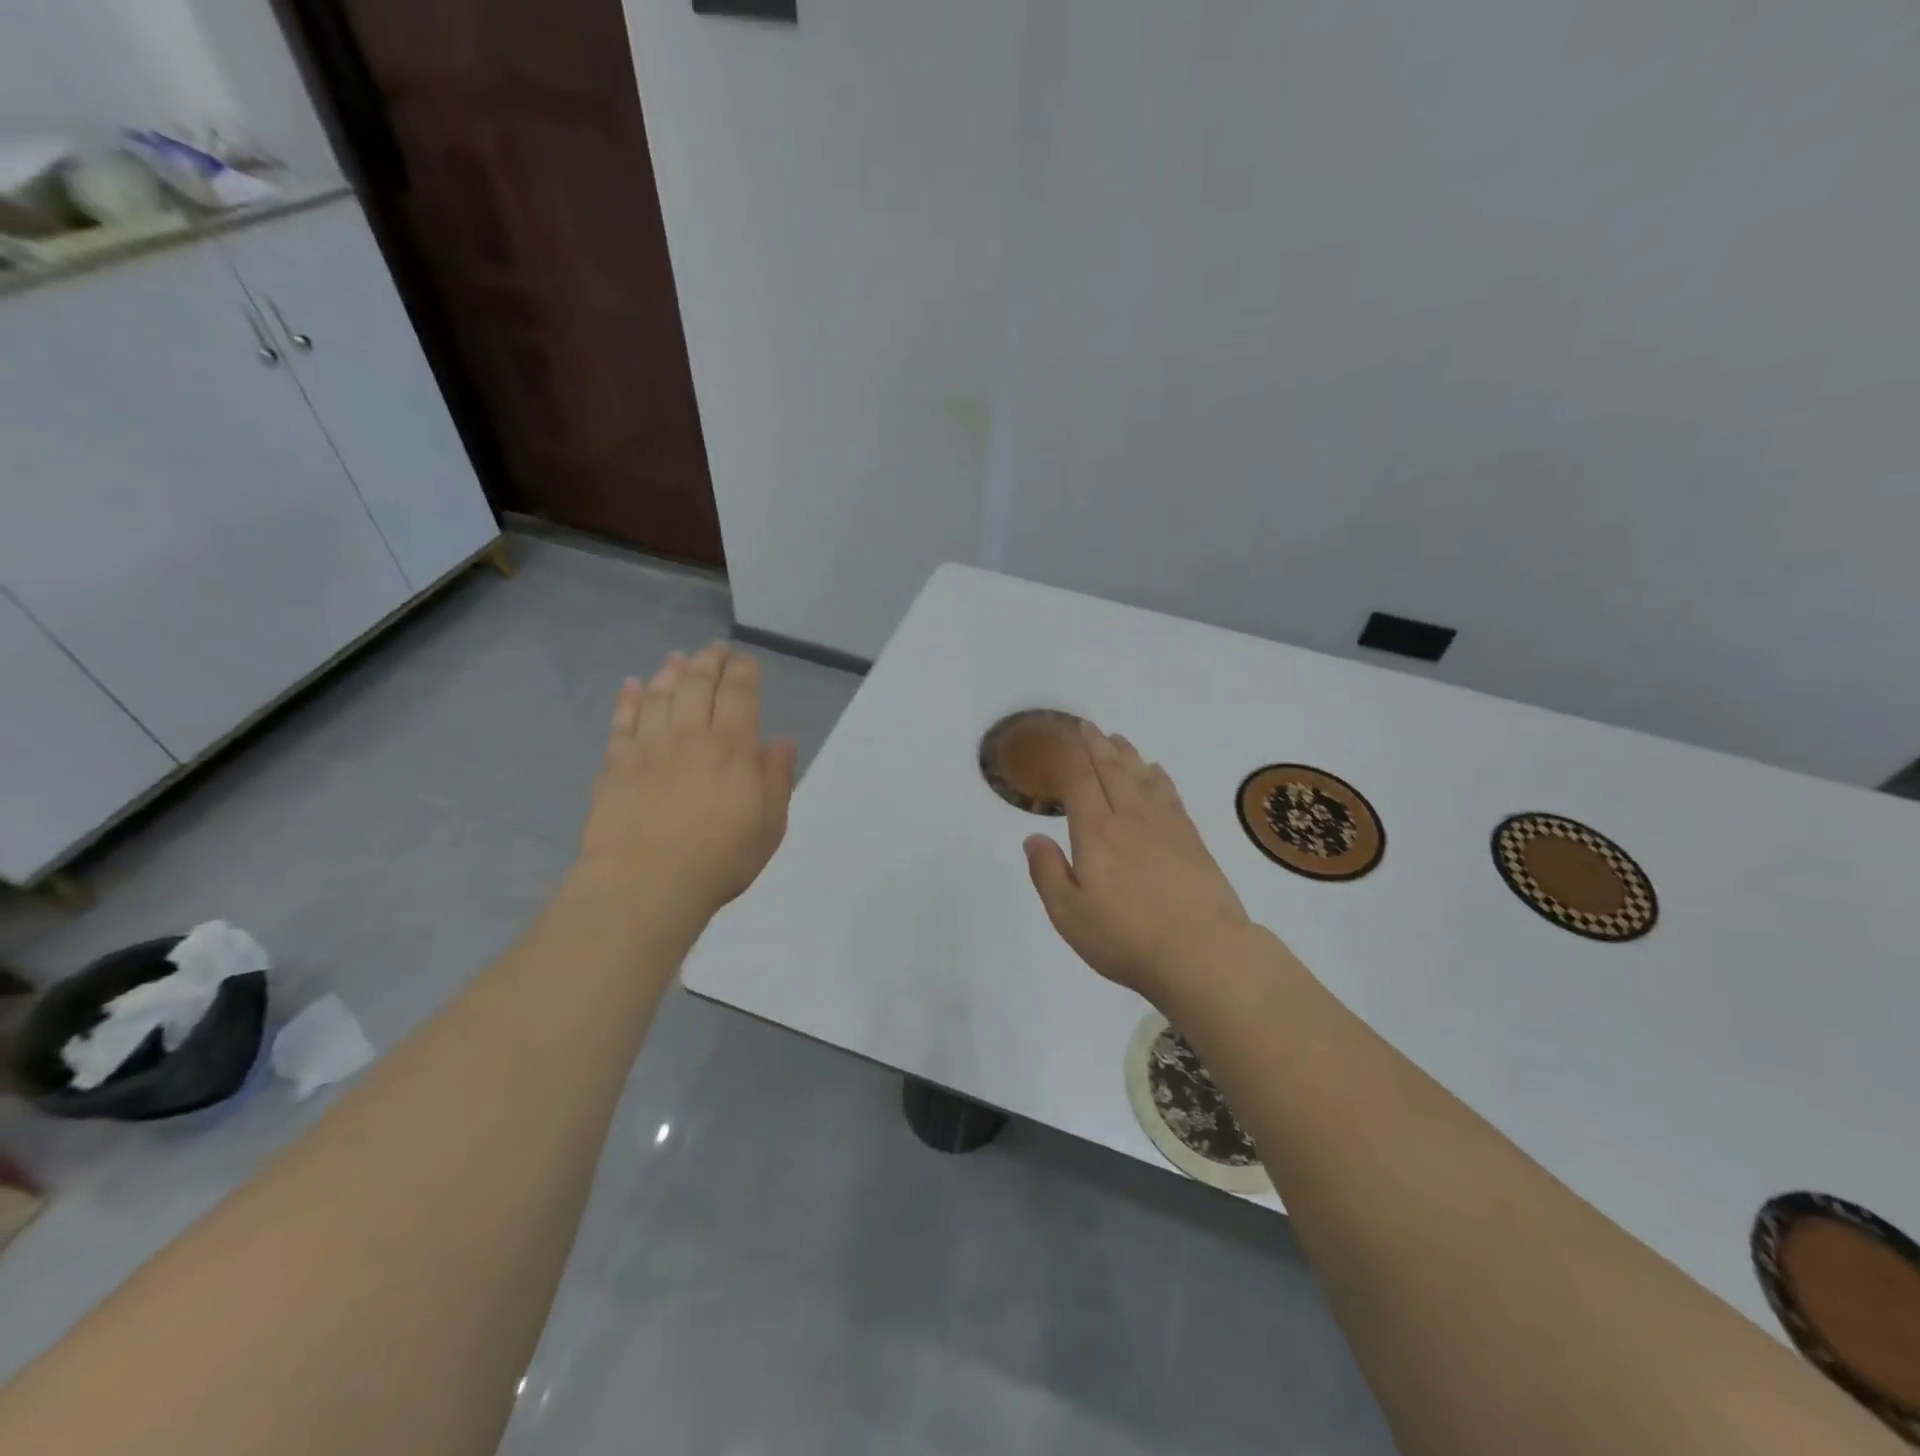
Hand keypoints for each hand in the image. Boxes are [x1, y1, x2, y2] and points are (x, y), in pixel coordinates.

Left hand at [575, 643, 796, 922]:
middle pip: (698, 685)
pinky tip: (632, 686)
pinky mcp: (616, 765)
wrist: (647, 883)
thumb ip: (777, 779)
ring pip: (660, 695)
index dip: (743, 672)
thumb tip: (781, 743)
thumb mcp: (770, 824)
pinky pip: (622, 721)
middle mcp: (691, 736)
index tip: (745, 659)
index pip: (740, 694)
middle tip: (714, 649)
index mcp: (734, 748)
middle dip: (709, 662)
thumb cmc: (720, 857)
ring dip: (670, 672)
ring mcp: (649, 747)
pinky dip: (629, 700)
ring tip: (677, 658)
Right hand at [1024, 722, 1252, 1004]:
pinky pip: (1170, 794)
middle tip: (1088, 727)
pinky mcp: (1192, 839)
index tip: (1064, 739)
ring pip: (1142, 777)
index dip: (1071, 758)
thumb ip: (1047, 872)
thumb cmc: (1126, 938)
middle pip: (1112, 770)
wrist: (1203, 953)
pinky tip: (1156, 773)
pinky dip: (1159, 777)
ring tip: (1118, 740)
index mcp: (1095, 833)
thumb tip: (1034, 837)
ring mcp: (1165, 826)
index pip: (1080, 782)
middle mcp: (1129, 818)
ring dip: (1128, 755)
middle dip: (1097, 746)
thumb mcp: (1069, 914)